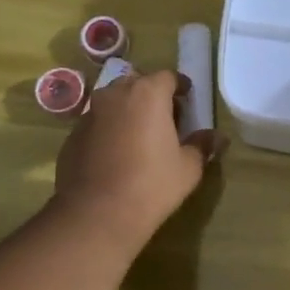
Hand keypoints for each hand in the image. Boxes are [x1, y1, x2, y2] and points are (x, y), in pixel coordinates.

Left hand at [53, 69, 225, 250]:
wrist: (97, 213)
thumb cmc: (151, 184)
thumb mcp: (188, 167)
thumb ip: (202, 145)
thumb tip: (217, 137)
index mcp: (147, 94)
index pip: (168, 76)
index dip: (180, 87)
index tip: (188, 102)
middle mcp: (114, 94)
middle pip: (137, 84)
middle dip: (152, 97)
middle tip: (165, 120)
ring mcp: (89, 113)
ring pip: (113, 103)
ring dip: (128, 112)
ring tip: (140, 138)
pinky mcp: (72, 135)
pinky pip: (97, 124)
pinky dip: (109, 131)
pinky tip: (116, 156)